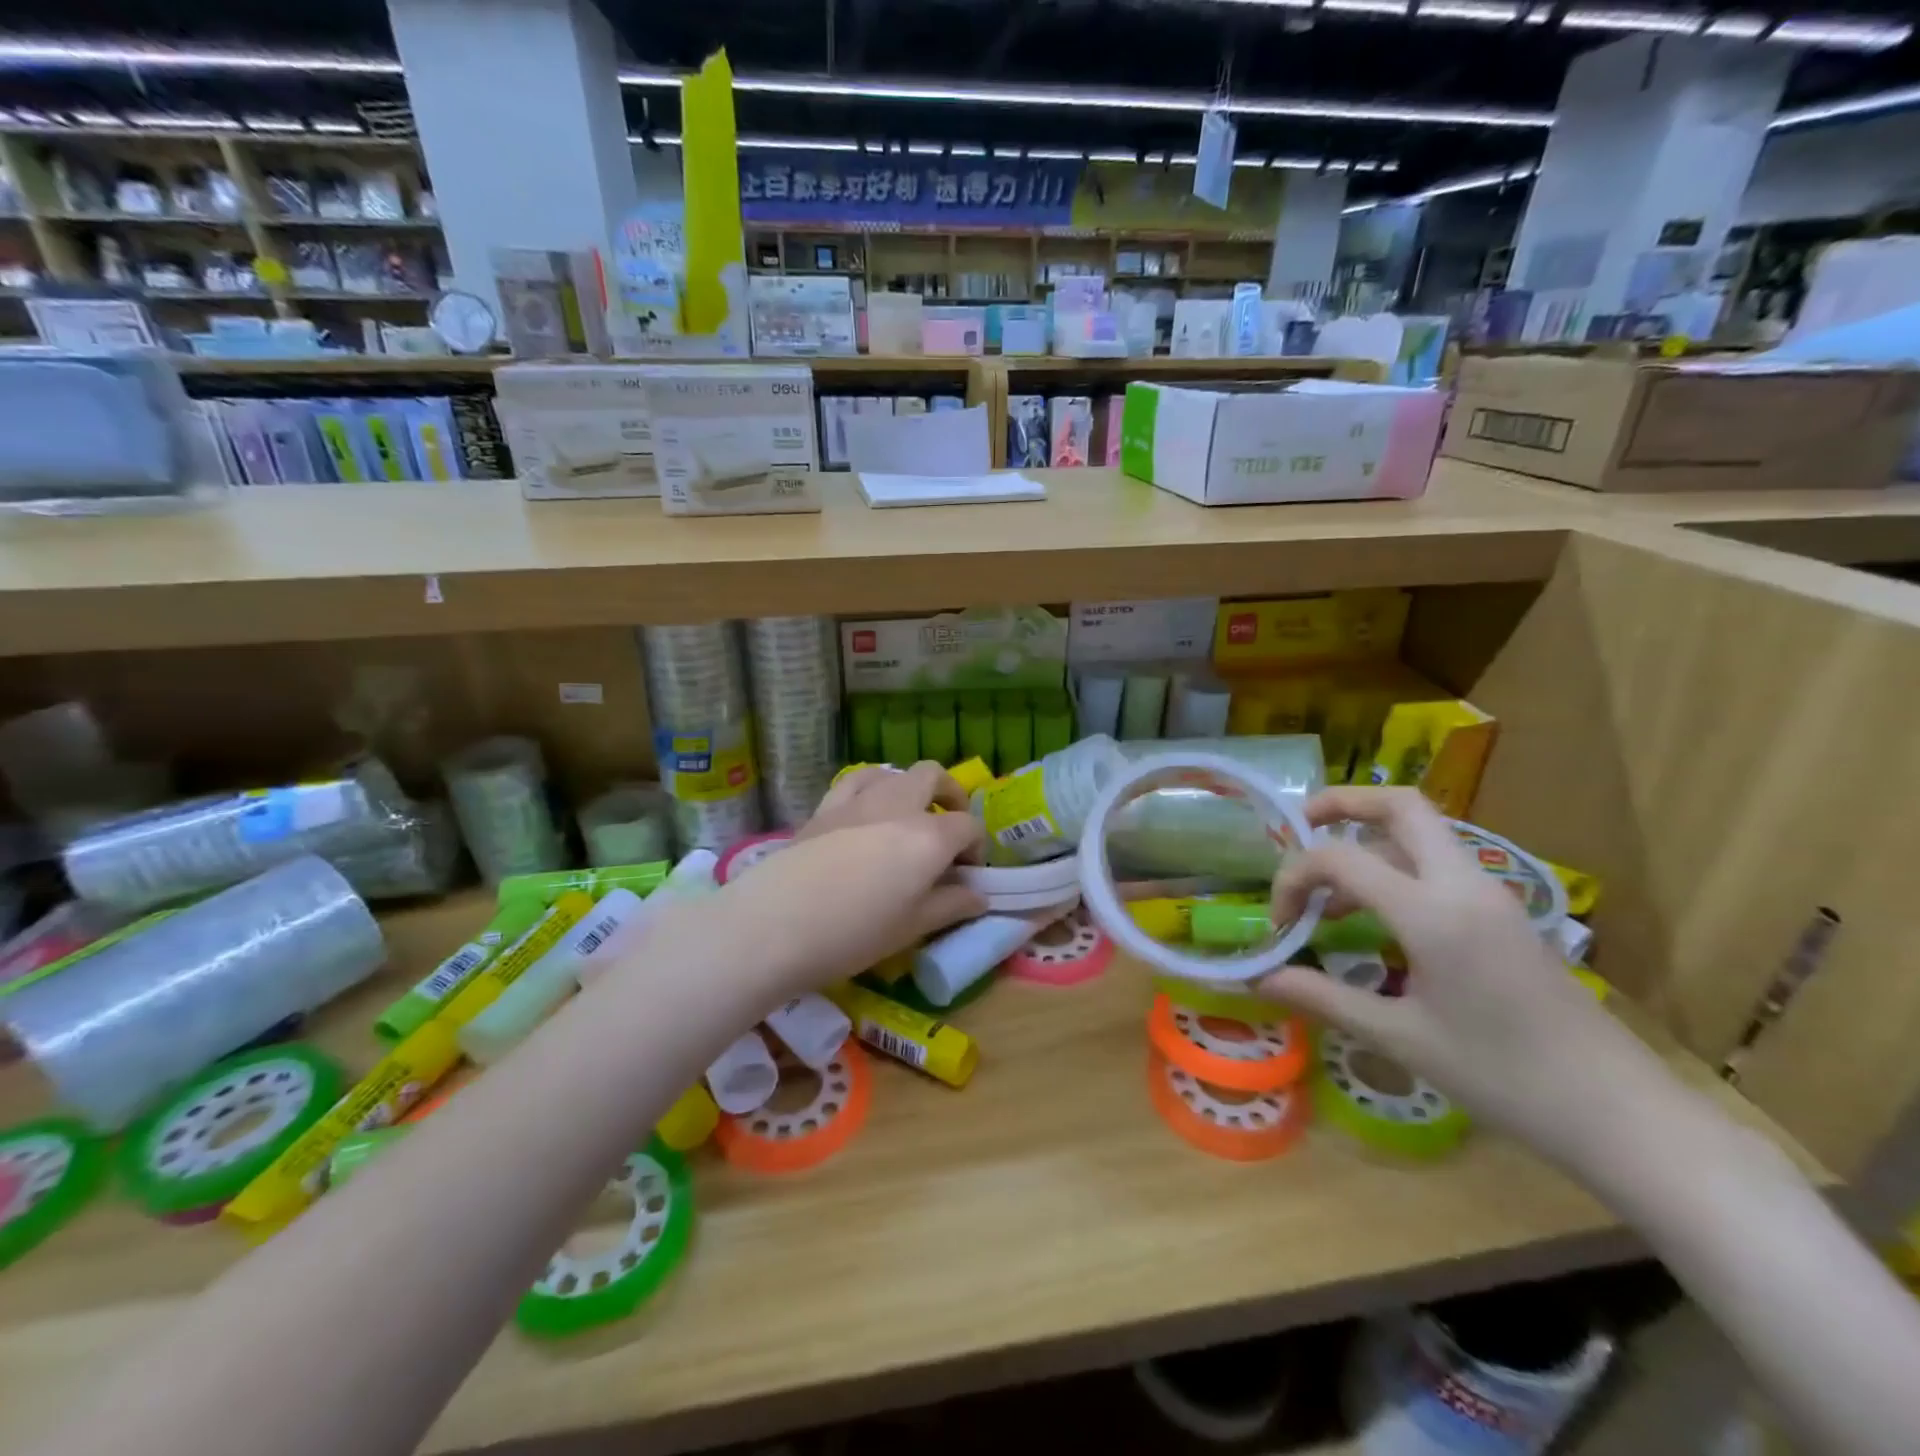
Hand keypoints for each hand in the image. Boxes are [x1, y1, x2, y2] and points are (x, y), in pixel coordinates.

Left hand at [704, 762, 986, 995]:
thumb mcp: (913, 927)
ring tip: (908, 819)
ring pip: (896, 772)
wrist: (777, 925)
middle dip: (951, 797)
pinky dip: (873, 787)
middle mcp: (899, 805)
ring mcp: (859, 799)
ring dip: (911, 789)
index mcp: (930, 836)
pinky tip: (869, 809)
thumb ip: (952, 905)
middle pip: (935, 777)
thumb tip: (979, 896)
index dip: (976, 848)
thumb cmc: (855, 933)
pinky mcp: (826, 806)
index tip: (967, 876)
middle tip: (948, 831)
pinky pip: (857, 780)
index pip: (968, 826)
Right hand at [1257, 787, 1667, 1158]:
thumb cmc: (1503, 1077)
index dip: (1293, 878)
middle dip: (1341, 804)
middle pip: (1400, 805)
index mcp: (1432, 912)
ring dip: (1368, 841)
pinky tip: (1377, 920)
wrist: (1621, 1114)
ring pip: (1421, 832)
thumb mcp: (1401, 1038)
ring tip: (1330, 897)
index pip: (1341, 858)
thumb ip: (1323, 997)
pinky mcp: (1504, 914)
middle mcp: (1463, 885)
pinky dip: (1395, 869)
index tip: (1278, 924)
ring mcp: (1490, 895)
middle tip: (1299, 827)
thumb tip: (1261, 978)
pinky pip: (1438, 865)